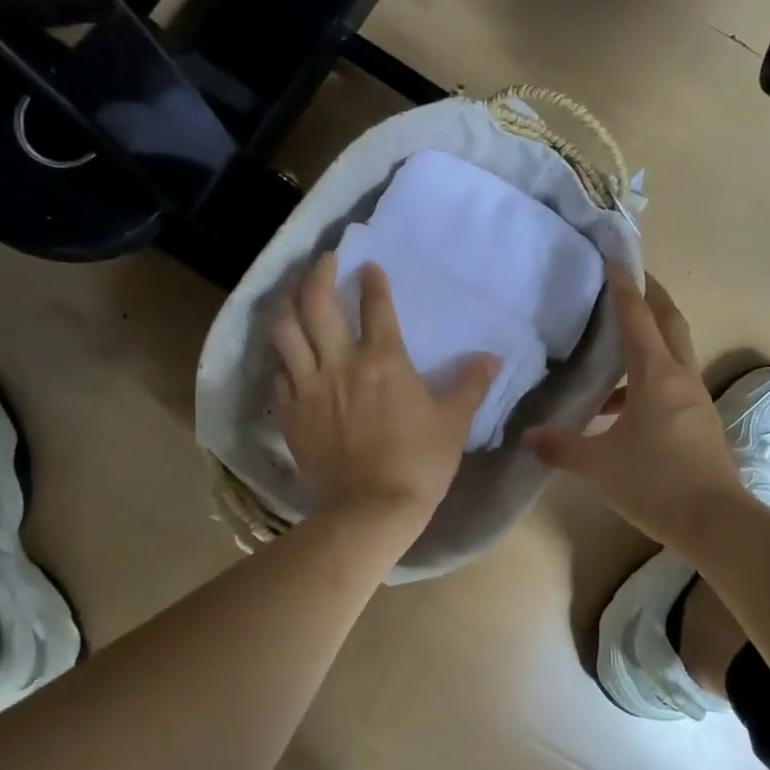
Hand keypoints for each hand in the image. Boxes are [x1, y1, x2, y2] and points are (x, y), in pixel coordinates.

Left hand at [271, 252, 497, 532]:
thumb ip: (470, 385)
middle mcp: (339, 363)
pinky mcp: (290, 412)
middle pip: (316, 303)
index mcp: (383, 360)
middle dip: (318, 273)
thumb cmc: (418, 464)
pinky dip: (281, 356)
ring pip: (285, 331)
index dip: (373, 281)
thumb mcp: (454, 423)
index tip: (370, 267)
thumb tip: (492, 357)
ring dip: (287, 304)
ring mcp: (308, 387)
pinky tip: (285, 353)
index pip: (375, 305)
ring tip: (293, 293)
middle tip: (323, 260)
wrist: (370, 510)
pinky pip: (277, 373)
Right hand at [526, 265, 740, 551]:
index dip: (625, 288)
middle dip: (652, 297)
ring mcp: (694, 400)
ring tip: (616, 345)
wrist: (714, 522)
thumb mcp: (598, 464)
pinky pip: (672, 385)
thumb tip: (529, 436)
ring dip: (651, 339)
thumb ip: (561, 446)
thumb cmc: (654, 481)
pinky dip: (648, 380)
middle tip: (633, 277)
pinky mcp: (698, 422)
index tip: (616, 260)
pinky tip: (619, 409)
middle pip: (669, 323)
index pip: (637, 318)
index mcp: (656, 375)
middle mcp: (680, 378)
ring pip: (673, 354)